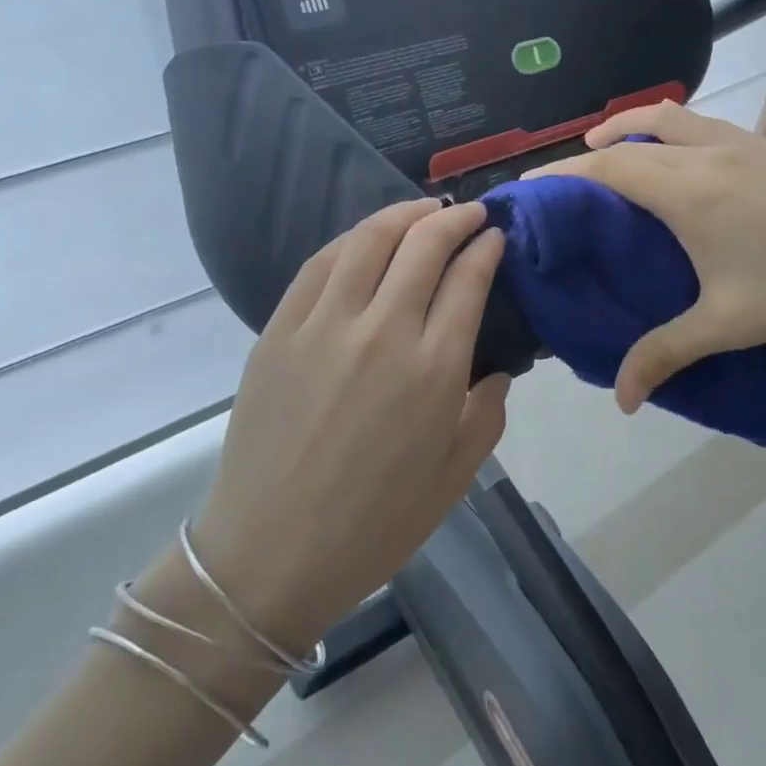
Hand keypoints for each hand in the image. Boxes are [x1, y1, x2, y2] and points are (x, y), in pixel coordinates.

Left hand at [189, 200, 508, 648]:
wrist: (269, 555)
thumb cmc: (374, 525)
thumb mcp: (454, 478)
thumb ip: (486, 414)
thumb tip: (496, 369)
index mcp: (433, 370)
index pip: (468, 279)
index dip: (486, 248)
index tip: (495, 237)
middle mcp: (382, 332)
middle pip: (424, 244)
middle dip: (454, 218)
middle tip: (470, 213)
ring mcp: (325, 325)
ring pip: (370, 239)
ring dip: (404, 214)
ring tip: (424, 210)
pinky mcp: (280, 330)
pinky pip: (320, 264)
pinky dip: (352, 239)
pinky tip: (367, 238)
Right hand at [533, 102, 765, 411]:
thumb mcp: (724, 325)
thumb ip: (664, 354)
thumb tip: (621, 399)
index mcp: (688, 191)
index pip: (609, 166)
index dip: (564, 172)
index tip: (531, 184)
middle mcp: (709, 155)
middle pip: (634, 133)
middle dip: (593, 147)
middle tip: (572, 176)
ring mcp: (745, 144)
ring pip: (674, 116)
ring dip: (635, 126)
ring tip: (618, 149)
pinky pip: (706, 126)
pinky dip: (676, 131)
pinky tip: (686, 163)